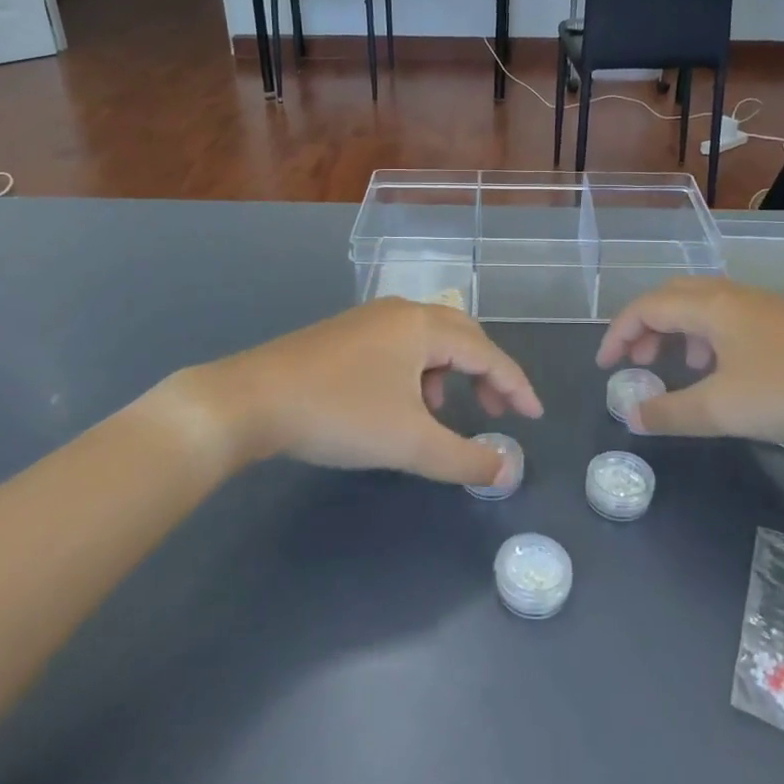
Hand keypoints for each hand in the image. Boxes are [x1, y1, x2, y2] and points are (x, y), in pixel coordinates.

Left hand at [162, 298, 543, 486]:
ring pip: (427, 341)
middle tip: (497, 411)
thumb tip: (508, 472)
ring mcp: (367, 320)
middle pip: (461, 336)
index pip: (487, 352)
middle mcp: (399, 312)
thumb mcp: (410, 442)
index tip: (534, 416)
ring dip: (447, 374)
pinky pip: (398, 347)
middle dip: (485, 374)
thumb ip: (465, 458)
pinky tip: (397, 405)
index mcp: (423, 325)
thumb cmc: (339, 414)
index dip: (515, 385)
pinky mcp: (342, 336)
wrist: (249, 401)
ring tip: (438, 415)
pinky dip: (415, 374)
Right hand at [596, 278, 783, 447]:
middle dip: (645, 326)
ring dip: (677, 330)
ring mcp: (761, 305)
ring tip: (679, 366)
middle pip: (671, 296)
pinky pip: (727, 316)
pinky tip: (723, 369)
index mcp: (710, 307)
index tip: (605, 367)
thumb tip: (630, 416)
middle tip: (637, 361)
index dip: (618, 335)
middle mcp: (731, 295)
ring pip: (701, 305)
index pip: (646, 308)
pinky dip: (706, 335)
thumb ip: (670, 413)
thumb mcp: (723, 410)